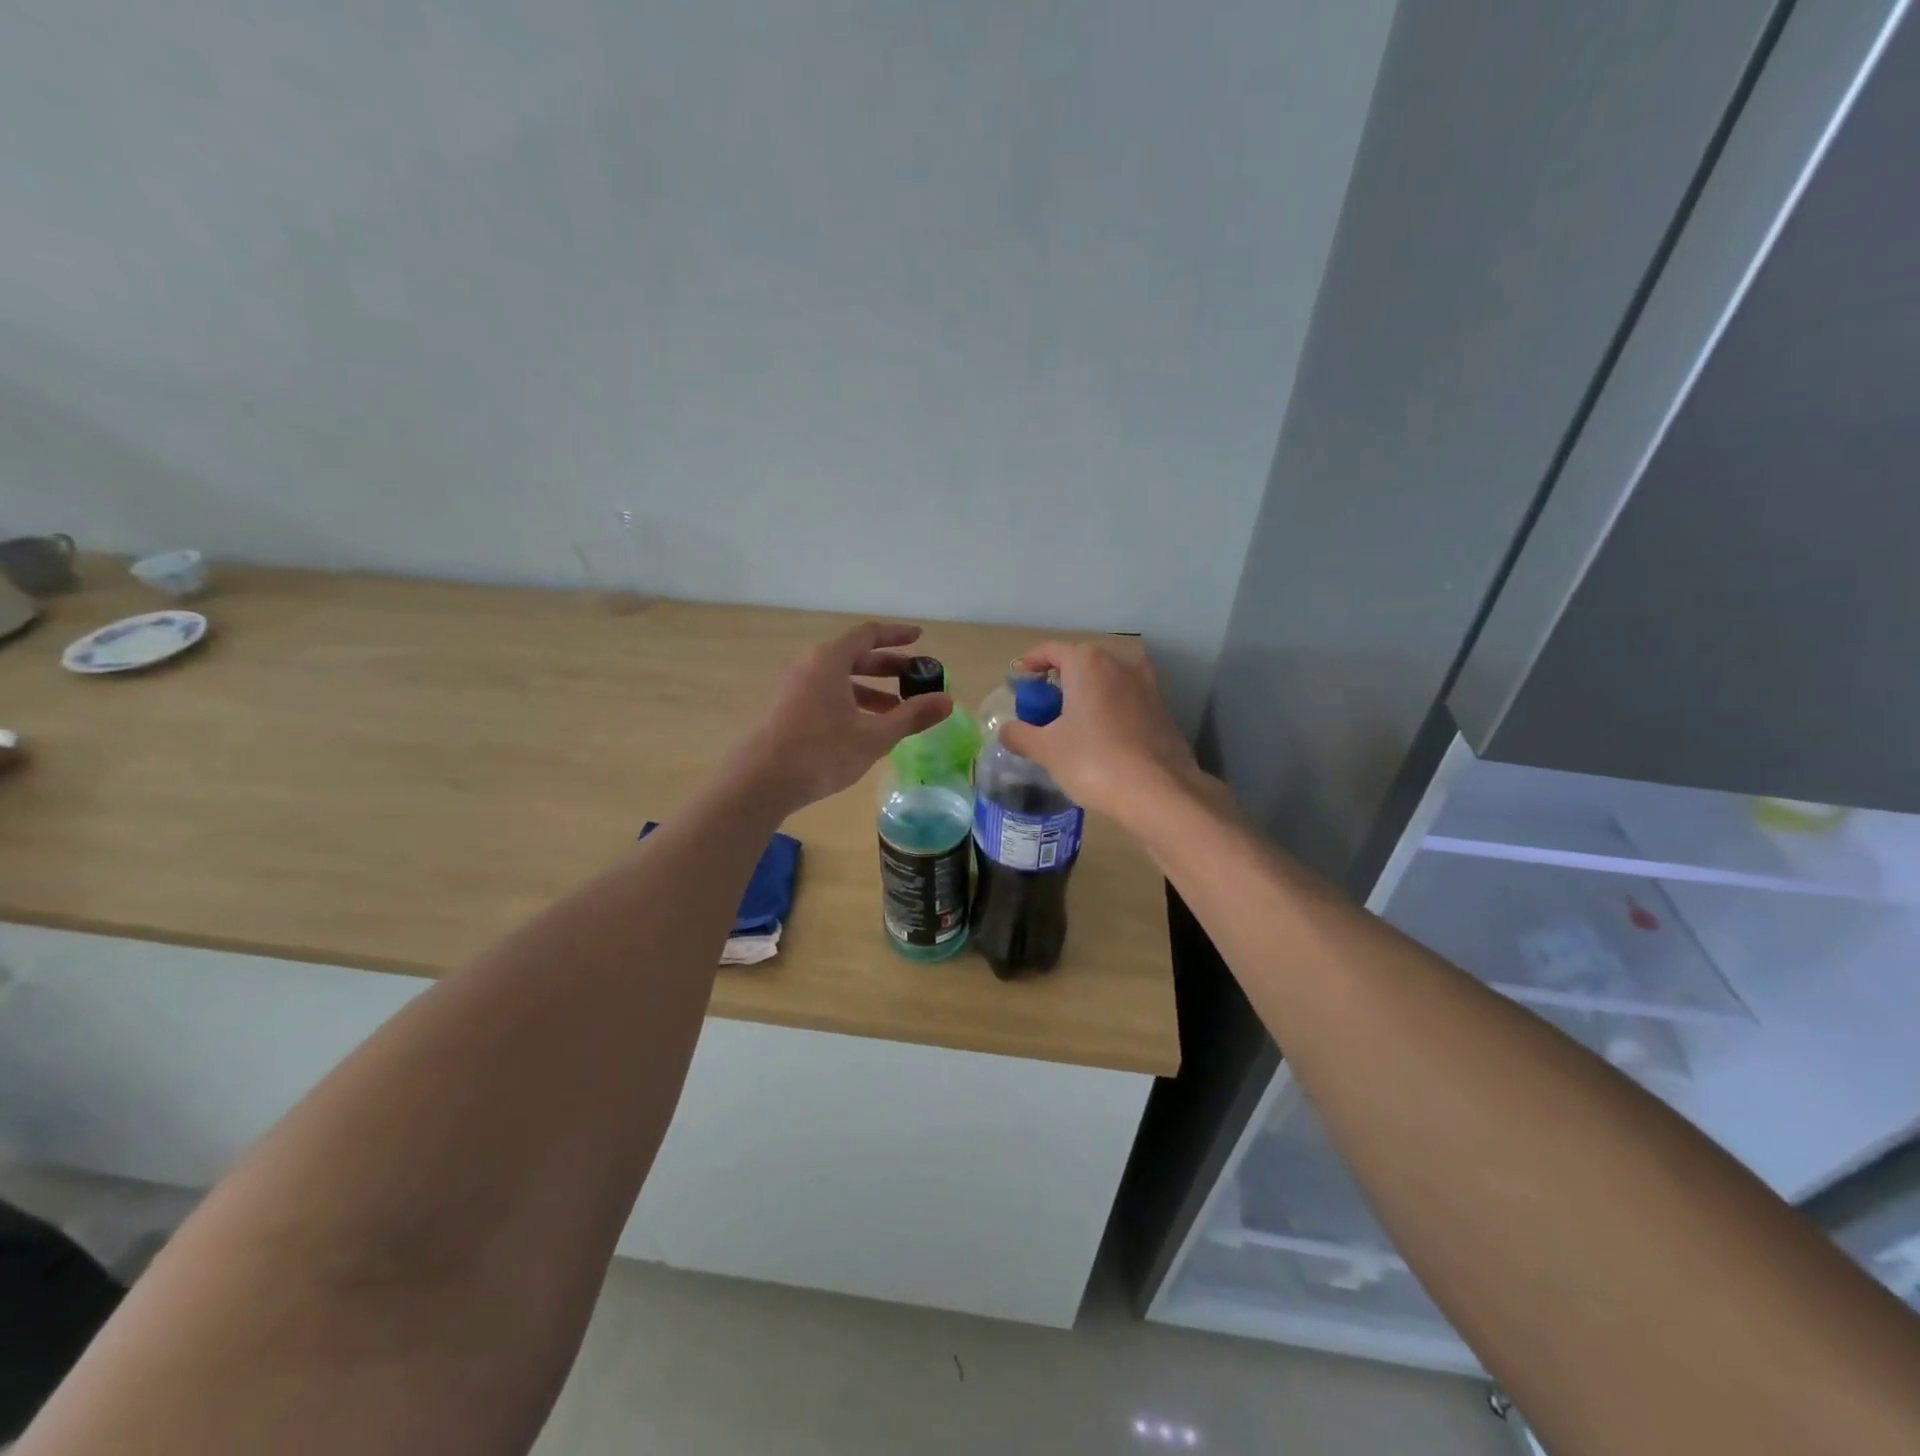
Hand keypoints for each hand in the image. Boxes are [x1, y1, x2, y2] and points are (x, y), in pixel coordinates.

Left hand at [730, 622, 953, 814]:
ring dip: (871, 689)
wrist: (760, 781)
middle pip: (855, 656)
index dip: (897, 635)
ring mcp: (795, 687)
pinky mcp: (787, 708)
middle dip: (888, 666)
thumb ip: (912, 716)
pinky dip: (851, 702)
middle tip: (916, 679)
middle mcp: (810, 665)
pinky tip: (866, 727)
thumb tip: (947, 701)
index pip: (869, 635)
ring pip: (840, 678)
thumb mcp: (874, 736)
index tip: (920, 639)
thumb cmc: (821, 752)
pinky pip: (827, 693)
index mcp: (830, 659)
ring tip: (897, 710)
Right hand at [997, 642, 1208, 823]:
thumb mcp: (1046, 750)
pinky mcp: (1162, 709)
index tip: (1018, 682)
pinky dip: (1107, 709)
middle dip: (1058, 680)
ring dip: (1085, 694)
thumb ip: (1020, 734)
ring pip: (1105, 680)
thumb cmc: (1094, 762)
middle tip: (1041, 707)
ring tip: (1069, 723)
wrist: (1160, 792)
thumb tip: (1006, 730)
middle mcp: (1120, 664)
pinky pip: (1125, 699)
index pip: (1051, 650)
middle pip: (1080, 662)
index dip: (1030, 664)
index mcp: (1088, 663)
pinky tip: (1100, 738)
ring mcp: (1146, 685)